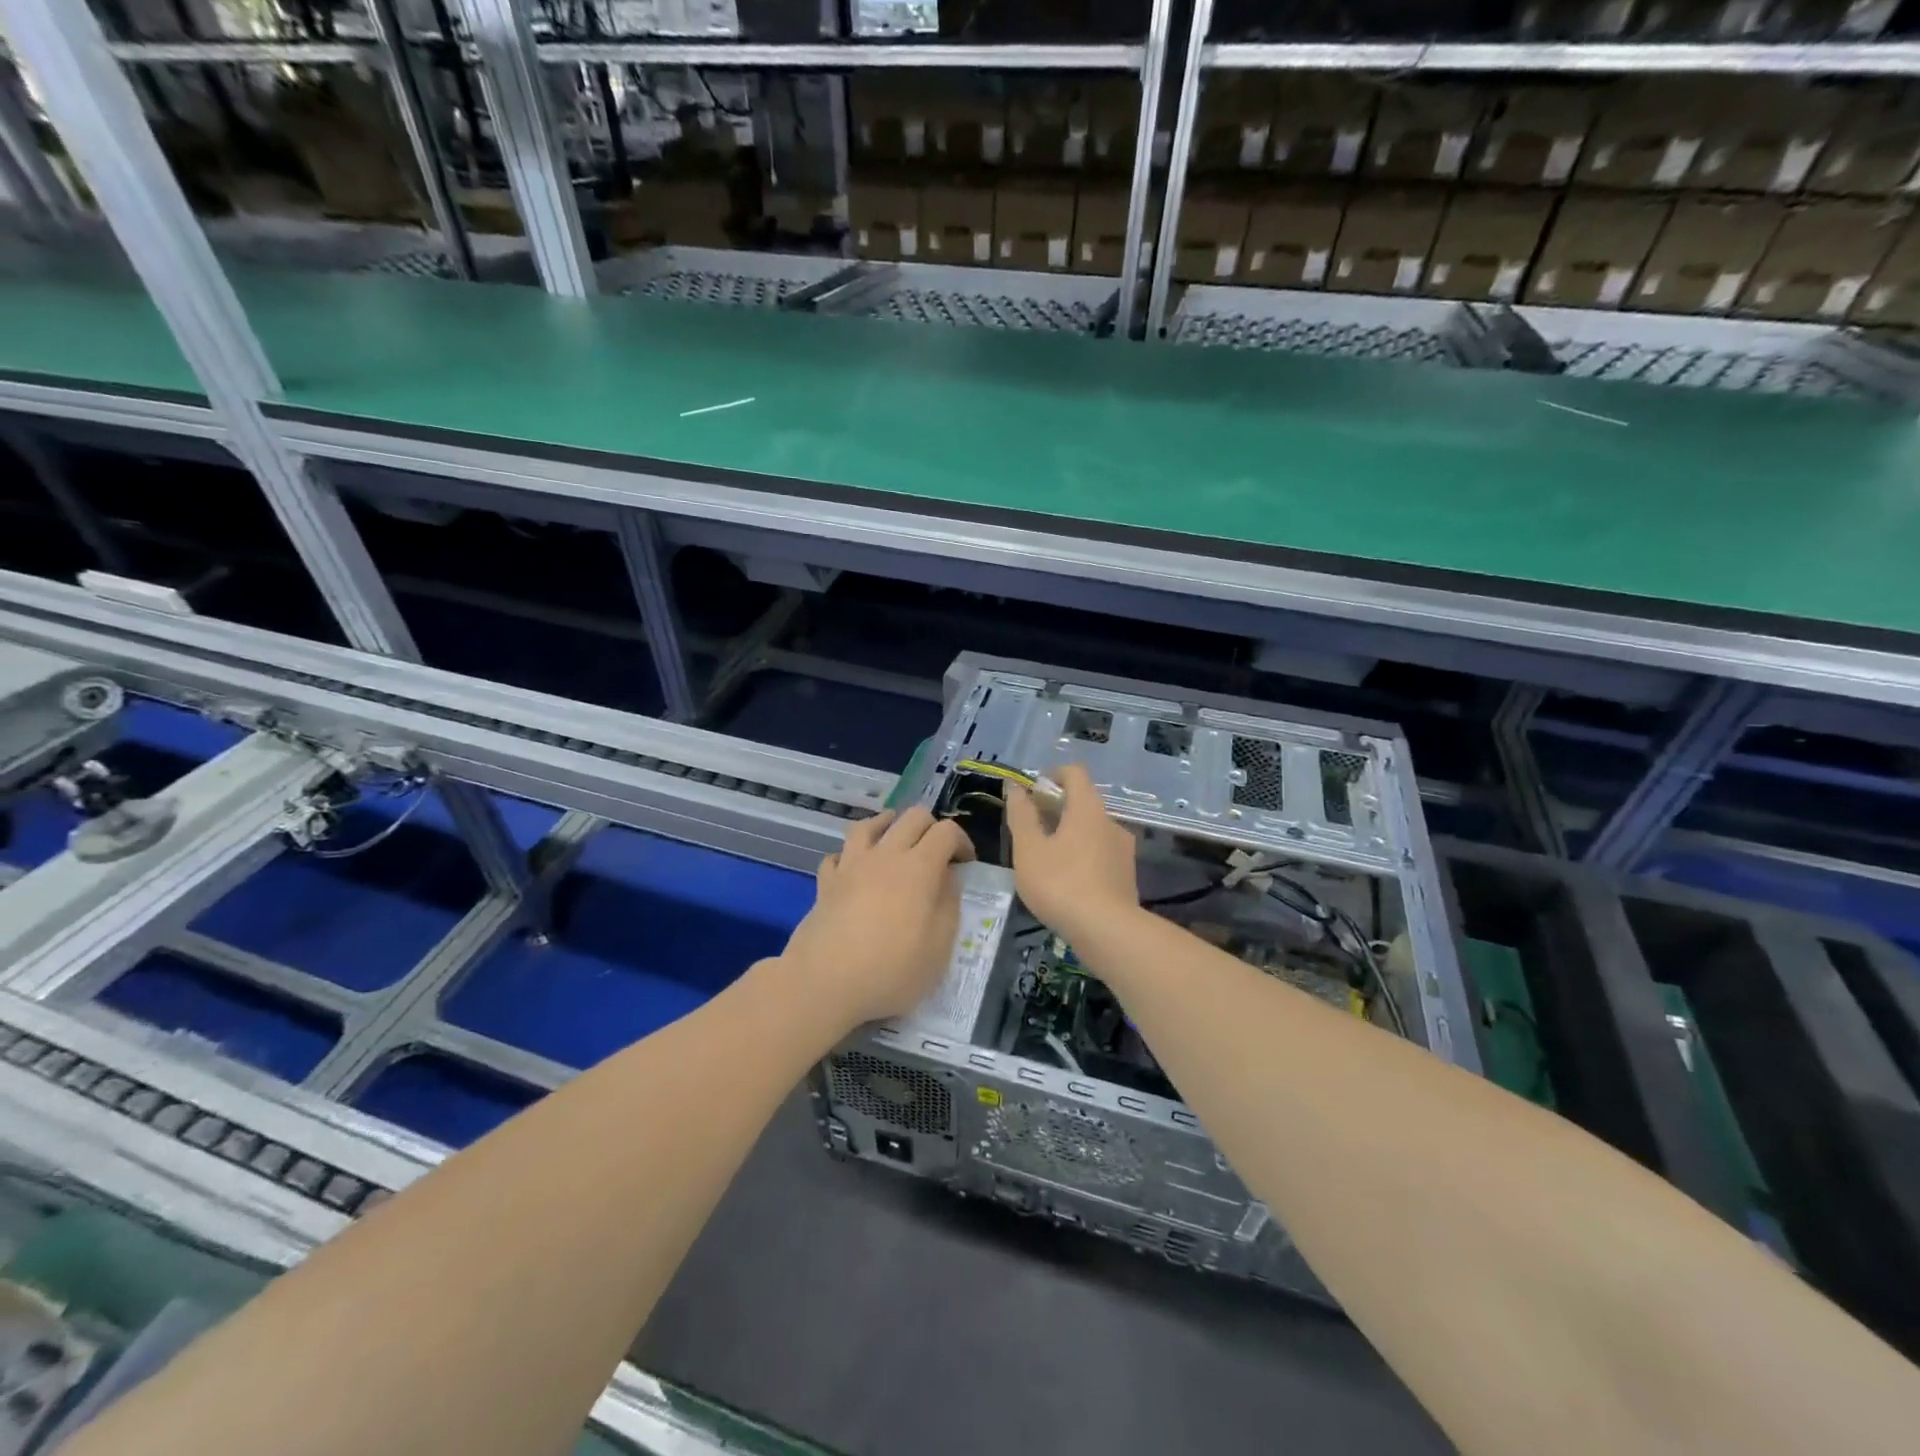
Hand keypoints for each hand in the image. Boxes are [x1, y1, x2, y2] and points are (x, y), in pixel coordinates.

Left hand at [781, 807, 974, 1025]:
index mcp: (919, 867)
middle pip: (911, 817)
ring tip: (894, 838)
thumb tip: (947, 878)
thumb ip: (948, 905)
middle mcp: (885, 855)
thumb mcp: (939, 947)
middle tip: (937, 851)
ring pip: (869, 825)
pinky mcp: (826, 882)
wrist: (824, 982)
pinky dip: (850, 855)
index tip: (966, 863)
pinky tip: (855, 868)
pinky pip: (838, 854)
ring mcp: (851, 865)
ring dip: (887, 825)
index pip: (946, 831)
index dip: (962, 841)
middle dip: (930, 826)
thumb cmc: (891, 969)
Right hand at [1005, 763, 1138, 945]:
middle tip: (1031, 829)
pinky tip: (1067, 881)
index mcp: (1088, 808)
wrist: (1106, 931)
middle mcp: (1111, 821)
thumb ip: (1021, 815)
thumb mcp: (1029, 849)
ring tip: (1046, 858)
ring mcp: (1123, 849)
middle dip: (1056, 808)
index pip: (1074, 773)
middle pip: (1083, 801)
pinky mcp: (1127, 875)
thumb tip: (1016, 787)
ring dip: (1070, 834)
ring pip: (1092, 830)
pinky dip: (1082, 856)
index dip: (1051, 775)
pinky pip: (1101, 853)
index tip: (1032, 793)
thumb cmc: (1060, 883)